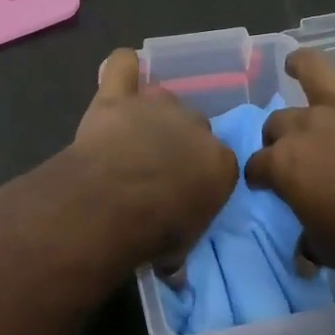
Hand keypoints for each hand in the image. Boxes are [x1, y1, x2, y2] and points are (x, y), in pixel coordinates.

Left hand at [71, 49, 236, 263]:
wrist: (113, 203)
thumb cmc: (154, 232)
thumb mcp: (180, 250)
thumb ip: (182, 243)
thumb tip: (175, 269)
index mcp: (220, 162)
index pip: (220, 162)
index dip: (200, 177)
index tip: (184, 195)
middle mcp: (195, 126)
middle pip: (193, 126)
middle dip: (178, 143)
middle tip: (155, 168)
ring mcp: (156, 106)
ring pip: (162, 97)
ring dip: (152, 113)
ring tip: (133, 134)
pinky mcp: (118, 97)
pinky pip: (123, 65)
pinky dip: (123, 68)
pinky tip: (119, 78)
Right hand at [247, 30, 334, 277]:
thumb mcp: (328, 251)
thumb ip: (310, 243)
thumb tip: (301, 254)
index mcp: (286, 165)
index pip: (258, 165)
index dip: (257, 174)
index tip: (261, 182)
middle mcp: (307, 127)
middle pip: (279, 121)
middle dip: (275, 132)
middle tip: (283, 142)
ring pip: (315, 73)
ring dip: (302, 63)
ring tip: (295, 59)